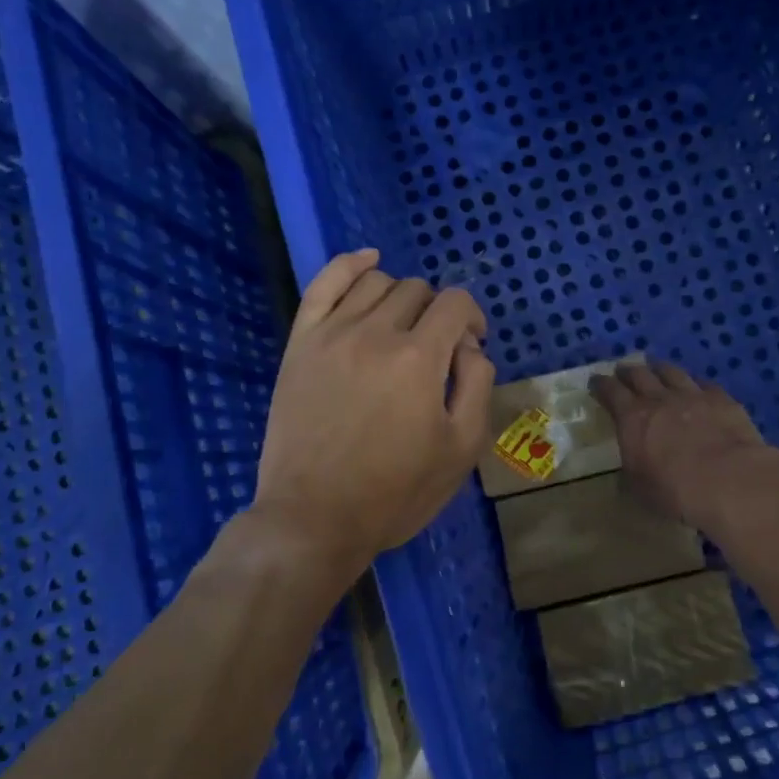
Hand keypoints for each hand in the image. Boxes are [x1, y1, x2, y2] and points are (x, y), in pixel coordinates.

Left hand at [248, 250, 493, 590]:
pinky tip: (369, 261)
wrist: (314, 517)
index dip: (472, 318)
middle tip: (437, 350)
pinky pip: (324, 283)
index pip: (456, 304)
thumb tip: (469, 346)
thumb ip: (477, 385)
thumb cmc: (396, 491)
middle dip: (439, 312)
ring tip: (403, 327)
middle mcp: (376, 333)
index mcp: (419, 358)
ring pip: (377, 282)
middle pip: (418, 291)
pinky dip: (350, 264)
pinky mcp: (301, 343)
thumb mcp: (462, 448)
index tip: (472, 344)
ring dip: (402, 296)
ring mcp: (332, 334)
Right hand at [590, 362, 778, 528]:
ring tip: (656, 368)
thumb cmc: (675, 490)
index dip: (601, 385)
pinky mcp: (722, 400)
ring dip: (660, 369)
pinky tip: (698, 388)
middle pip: (640, 375)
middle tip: (623, 370)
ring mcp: (693, 395)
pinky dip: (696, 385)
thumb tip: (628, 470)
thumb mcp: (639, 488)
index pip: (611, 392)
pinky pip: (705, 384)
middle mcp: (660, 399)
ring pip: (672, 372)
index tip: (595, 381)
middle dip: (628, 371)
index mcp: (632, 418)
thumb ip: (631, 472)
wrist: (728, 479)